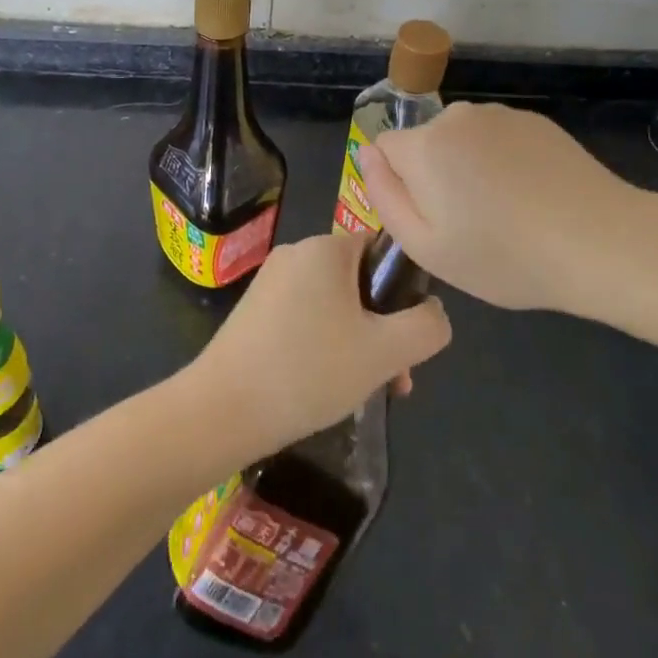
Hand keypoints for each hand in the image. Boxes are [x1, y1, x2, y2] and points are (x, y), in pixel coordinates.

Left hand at [186, 233, 451, 456]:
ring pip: (334, 305)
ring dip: (358, 343)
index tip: (408, 338)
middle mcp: (296, 253)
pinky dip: (325, 346)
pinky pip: (306, 318)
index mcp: (325, 248)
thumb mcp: (385, 352)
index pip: (381, 250)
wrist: (223, 409)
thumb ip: (426, 327)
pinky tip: (326, 388)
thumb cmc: (309, 370)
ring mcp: (271, 282)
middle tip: (394, 379)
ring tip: (365, 392)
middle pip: (359, 282)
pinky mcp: (254, 311)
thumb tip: (434, 311)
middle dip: (383, 328)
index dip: (404, 291)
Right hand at [358, 102, 652, 316]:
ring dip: (470, 167)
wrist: (601, 242)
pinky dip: (504, 162)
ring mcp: (500, 115)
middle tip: (470, 224)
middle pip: (424, 143)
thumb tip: (367, 154)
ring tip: (507, 212)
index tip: (432, 218)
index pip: (385, 149)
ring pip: (462, 140)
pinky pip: (498, 139)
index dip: (400, 186)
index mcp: (424, 145)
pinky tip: (533, 196)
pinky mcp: (535, 121)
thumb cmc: (505, 256)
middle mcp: (456, 117)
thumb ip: (384, 196)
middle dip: (435, 175)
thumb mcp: (426, 247)